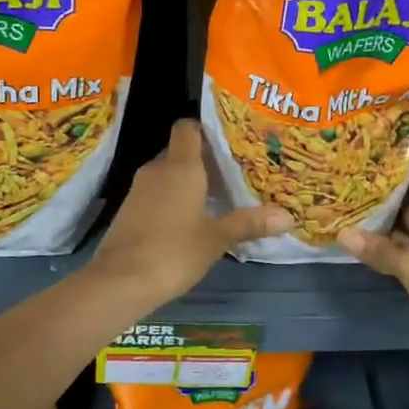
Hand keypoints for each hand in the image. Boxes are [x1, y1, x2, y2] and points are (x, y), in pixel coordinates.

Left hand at [90, 119, 292, 309]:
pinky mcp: (129, 210)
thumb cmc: (173, 252)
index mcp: (180, 166)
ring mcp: (139, 190)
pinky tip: (192, 218)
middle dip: (204, 160)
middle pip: (180, 151)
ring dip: (189, 181)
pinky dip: (173, 198)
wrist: (119, 281)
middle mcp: (157, 169)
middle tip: (235, 171)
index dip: (206, 128)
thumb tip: (288, 216)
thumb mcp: (217, 238)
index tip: (229, 140)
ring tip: (219, 195)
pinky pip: (156, 193)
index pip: (188, 127)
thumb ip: (249, 223)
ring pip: (168, 173)